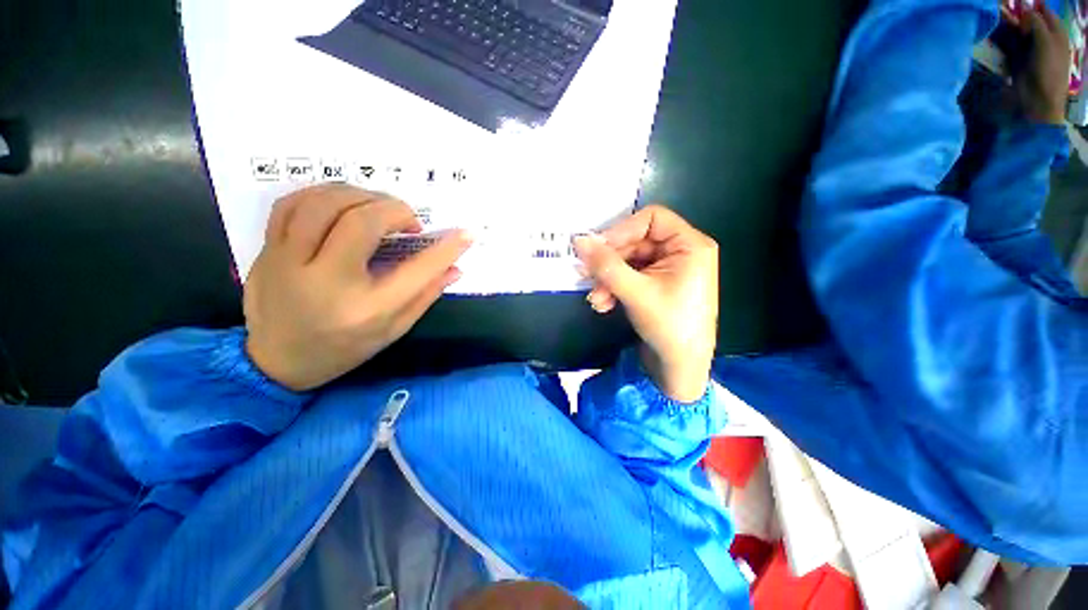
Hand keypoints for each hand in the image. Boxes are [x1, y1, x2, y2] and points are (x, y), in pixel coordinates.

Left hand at [244, 184, 471, 390]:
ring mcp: (288, 263)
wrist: (275, 362)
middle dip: (396, 210)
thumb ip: (426, 295)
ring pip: (323, 203)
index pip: (417, 270)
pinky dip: (323, 194)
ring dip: (361, 196)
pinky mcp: (267, 252)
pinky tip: (342, 204)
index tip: (467, 234)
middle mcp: (327, 282)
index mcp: (366, 310)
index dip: (446, 248)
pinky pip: (290, 204)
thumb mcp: (394, 329)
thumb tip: (455, 268)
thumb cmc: (343, 349)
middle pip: (361, 221)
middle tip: (409, 221)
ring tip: (378, 208)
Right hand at [573, 205, 717, 402]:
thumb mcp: (635, 292)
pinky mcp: (656, 285)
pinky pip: (630, 276)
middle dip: (610, 262)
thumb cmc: (668, 327)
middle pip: (635, 242)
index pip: (651, 219)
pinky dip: (614, 288)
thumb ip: (606, 265)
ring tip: (596, 300)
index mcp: (689, 245)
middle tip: (586, 275)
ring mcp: (667, 269)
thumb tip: (579, 240)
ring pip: (628, 261)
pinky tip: (604, 305)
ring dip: (608, 279)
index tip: (597, 248)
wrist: (680, 368)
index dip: (621, 230)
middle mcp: (680, 252)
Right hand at [1006, 2, 1070, 124]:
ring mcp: (1030, 51)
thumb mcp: (1045, 42)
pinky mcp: (1018, 61)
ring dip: (1009, 27)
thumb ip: (1036, 23)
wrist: (1039, 101)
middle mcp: (1044, 39)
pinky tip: (997, 35)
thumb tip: (1025, 11)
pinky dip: (1004, 39)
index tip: (1018, 3)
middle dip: (1019, 16)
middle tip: (1005, 9)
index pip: (1044, 12)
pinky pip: (1010, 45)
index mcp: (1055, 33)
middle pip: (1030, 21)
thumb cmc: (1047, 71)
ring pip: (1019, 32)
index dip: (1033, 6)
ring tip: (999, 19)